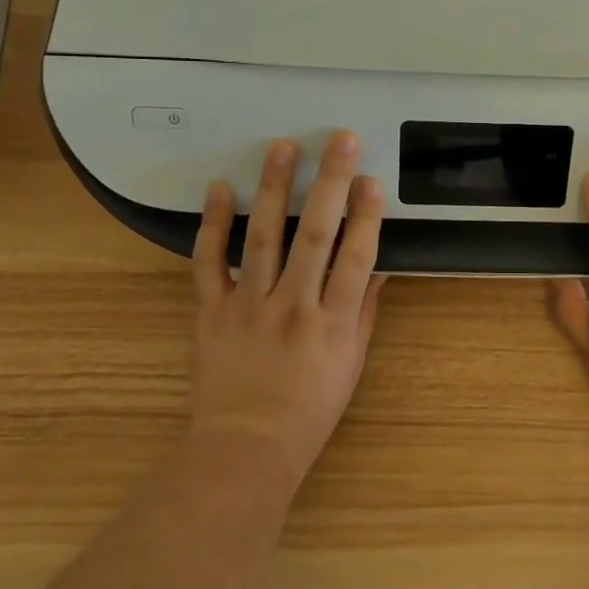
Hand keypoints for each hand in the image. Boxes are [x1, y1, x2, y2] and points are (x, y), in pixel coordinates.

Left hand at [189, 130, 385, 485]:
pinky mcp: (212, 311)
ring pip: (263, 237)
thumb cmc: (309, 410)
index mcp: (333, 322)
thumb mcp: (351, 363)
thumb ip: (363, 310)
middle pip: (314, 234)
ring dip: (274, 188)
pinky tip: (220, 188)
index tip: (371, 179)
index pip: (356, 257)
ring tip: (282, 146)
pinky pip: (209, 262)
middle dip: (329, 182)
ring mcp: (249, 305)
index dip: (366, 215)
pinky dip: (212, 224)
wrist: (245, 449)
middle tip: (339, 139)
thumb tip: (379, 264)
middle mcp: (294, 306)